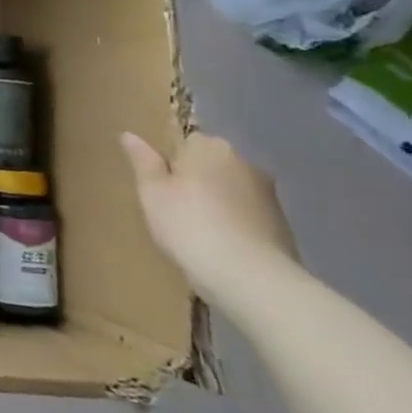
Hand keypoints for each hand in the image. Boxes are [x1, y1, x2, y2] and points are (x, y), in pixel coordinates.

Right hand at [120, 131, 298, 305]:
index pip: (187, 139)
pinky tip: (222, 245)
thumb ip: (143, 160)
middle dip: (197, 178)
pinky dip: (235, 222)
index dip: (172, 160)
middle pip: (212, 163)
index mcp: (209, 147)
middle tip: (174, 207)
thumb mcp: (152, 192)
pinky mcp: (282, 223)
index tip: (161, 184)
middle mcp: (244, 162)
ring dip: (217, 201)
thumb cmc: (189, 226)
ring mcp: (268, 194)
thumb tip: (129, 134)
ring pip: (231, 189)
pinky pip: (247, 213)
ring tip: (199, 230)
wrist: (251, 278)